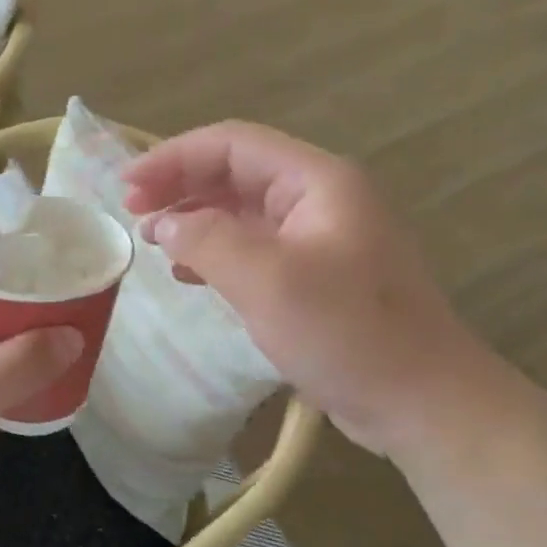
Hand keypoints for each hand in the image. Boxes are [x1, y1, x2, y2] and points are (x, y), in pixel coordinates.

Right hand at [124, 122, 490, 458]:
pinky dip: (217, 254)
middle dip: (181, 185)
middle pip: (237, 173)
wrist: (420, 401)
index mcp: (317, 182)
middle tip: (132, 212)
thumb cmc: (347, 334)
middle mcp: (320, 199)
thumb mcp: (267, 281)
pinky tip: (190, 274)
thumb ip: (207, 241)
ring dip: (195, 219)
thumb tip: (165, 223)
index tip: (127, 187)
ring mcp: (321, 239)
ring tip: (152, 240)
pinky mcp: (318, 277)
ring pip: (244, 212)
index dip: (174, 157)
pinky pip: (257, 249)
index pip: (233, 144)